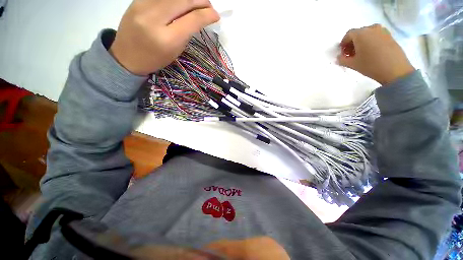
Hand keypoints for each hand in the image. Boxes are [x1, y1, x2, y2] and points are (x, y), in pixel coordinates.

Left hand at [110, 0, 219, 75]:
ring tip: (198, 2)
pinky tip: (181, 2)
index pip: (192, 20)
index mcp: (167, 39)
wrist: (127, 56)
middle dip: (201, 1)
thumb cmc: (154, 59)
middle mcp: (154, 18)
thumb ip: (187, 33)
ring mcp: (143, 5)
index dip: (207, 15)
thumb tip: (199, 18)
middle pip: (184, 0)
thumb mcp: (175, 51)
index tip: (216, 16)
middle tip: (209, 6)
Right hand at [337, 24, 414, 84]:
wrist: (395, 69)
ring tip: (362, 53)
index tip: (343, 53)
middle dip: (353, 43)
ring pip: (368, 34)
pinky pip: (376, 36)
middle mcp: (371, 28)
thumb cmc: (370, 65)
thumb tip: (339, 57)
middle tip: (351, 54)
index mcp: (361, 34)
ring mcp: (382, 31)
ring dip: (362, 42)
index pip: (348, 35)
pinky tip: (371, 52)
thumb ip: (342, 60)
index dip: (343, 44)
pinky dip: (371, 42)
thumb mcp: (352, 64)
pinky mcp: (390, 36)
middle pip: (358, 33)